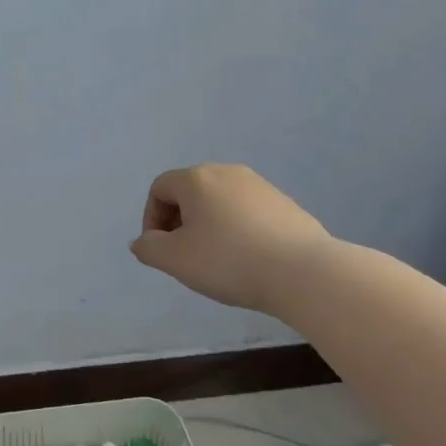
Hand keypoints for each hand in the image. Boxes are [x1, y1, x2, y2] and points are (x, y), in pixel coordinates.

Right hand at [130, 164, 329, 313]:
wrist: (303, 272)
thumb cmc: (228, 261)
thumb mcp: (175, 260)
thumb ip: (148, 247)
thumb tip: (143, 241)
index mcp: (196, 179)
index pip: (159, 188)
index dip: (151, 218)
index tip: (160, 250)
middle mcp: (227, 172)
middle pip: (189, 192)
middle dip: (179, 221)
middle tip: (184, 255)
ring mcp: (260, 186)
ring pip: (219, 202)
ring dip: (208, 226)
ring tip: (216, 260)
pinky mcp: (285, 204)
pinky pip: (247, 212)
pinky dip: (237, 230)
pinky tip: (247, 259)